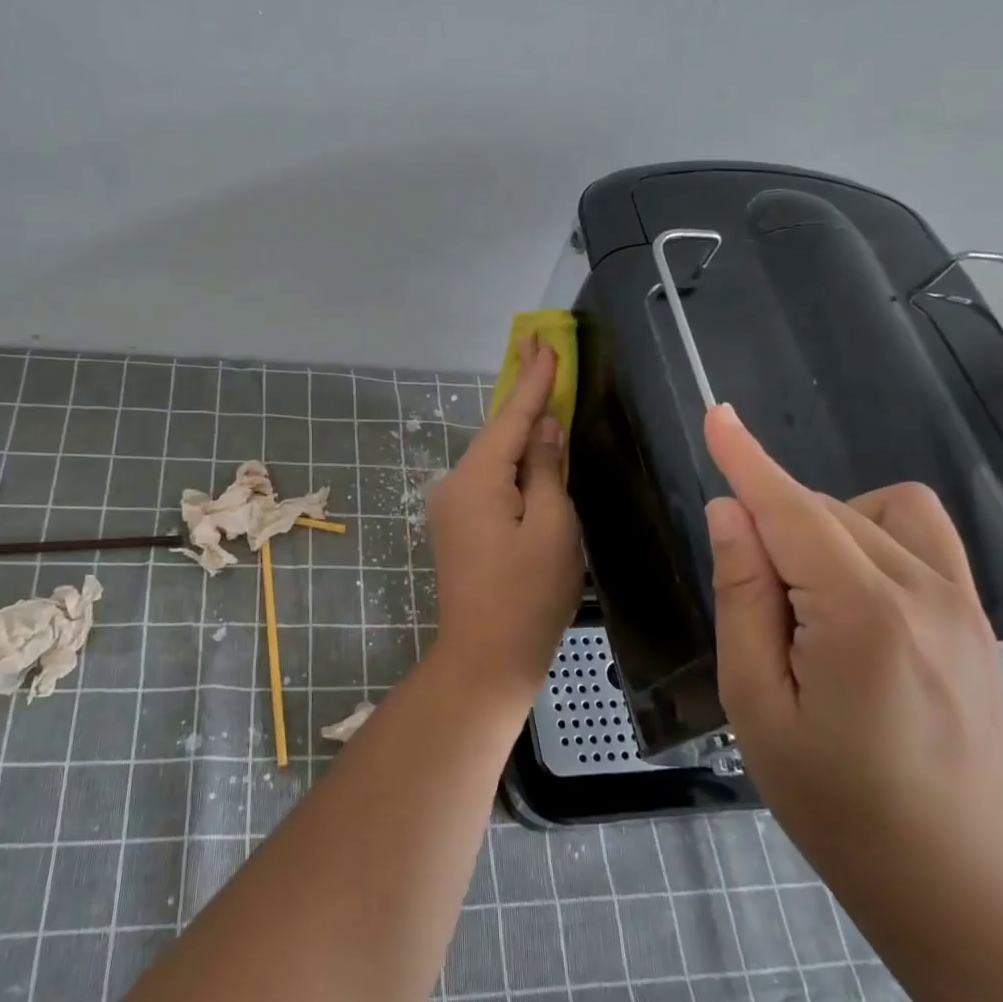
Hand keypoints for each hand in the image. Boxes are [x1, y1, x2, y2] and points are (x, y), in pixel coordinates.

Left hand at [427, 339, 582, 695]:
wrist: (483, 660)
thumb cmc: (527, 597)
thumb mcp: (552, 528)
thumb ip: (547, 470)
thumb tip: (545, 428)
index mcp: (478, 479)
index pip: (512, 417)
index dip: (534, 380)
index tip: (545, 341)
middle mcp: (455, 484)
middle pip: (497, 433)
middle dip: (524, 396)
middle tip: (542, 351)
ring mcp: (450, 507)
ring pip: (493, 458)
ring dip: (520, 430)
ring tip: (545, 395)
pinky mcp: (456, 527)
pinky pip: (488, 481)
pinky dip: (512, 463)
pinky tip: (531, 453)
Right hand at [701, 404, 1002, 898]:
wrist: (960, 879)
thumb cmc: (836, 801)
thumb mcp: (758, 704)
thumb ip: (743, 599)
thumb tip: (730, 514)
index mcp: (863, 618)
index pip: (792, 511)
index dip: (747, 460)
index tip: (715, 415)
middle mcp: (924, 592)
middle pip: (824, 511)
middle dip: (770, 527)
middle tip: (754, 610)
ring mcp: (963, 602)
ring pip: (871, 512)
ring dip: (820, 525)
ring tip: (803, 597)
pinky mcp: (976, 615)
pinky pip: (917, 532)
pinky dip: (868, 532)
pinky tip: (849, 590)